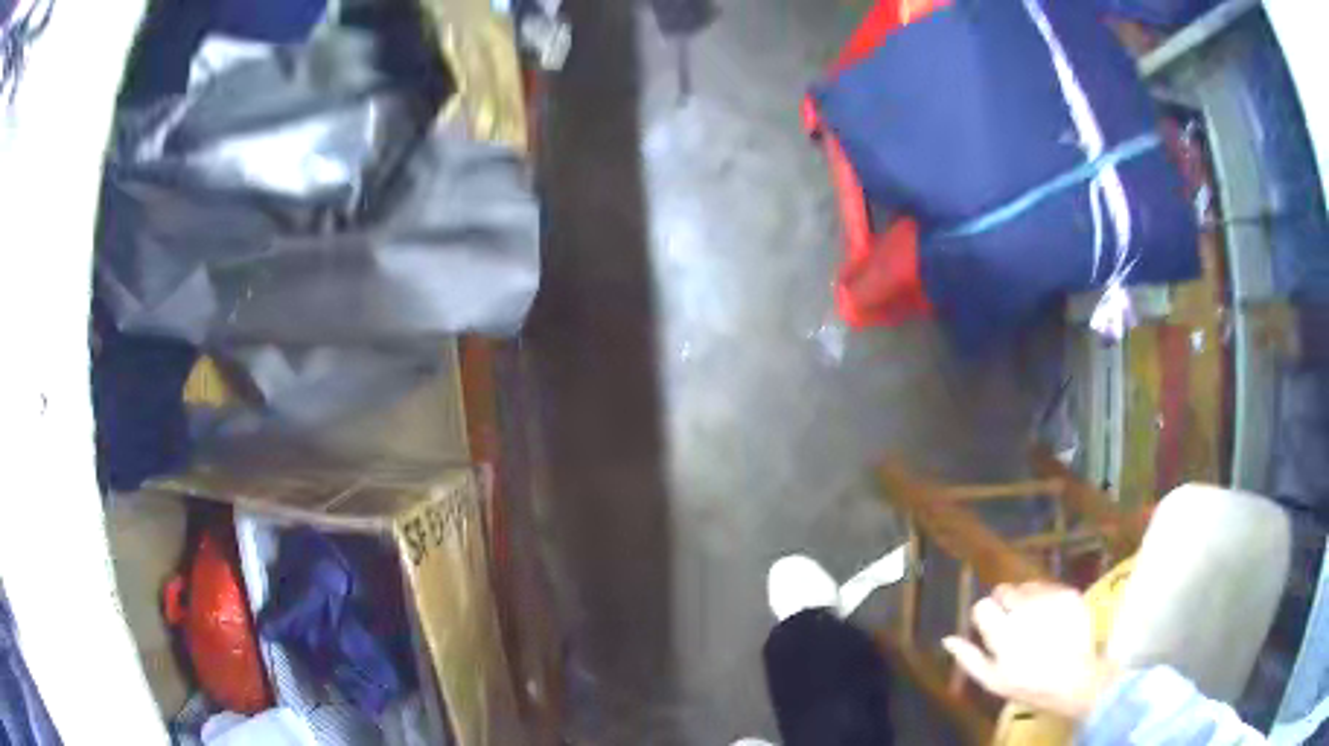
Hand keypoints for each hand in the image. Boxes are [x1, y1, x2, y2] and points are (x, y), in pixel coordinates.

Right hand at [942, 582, 1118, 720]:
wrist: (1075, 678)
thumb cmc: (1029, 685)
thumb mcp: (993, 681)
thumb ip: (969, 658)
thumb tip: (948, 638)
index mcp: (1002, 633)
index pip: (983, 606)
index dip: (986, 616)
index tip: (994, 628)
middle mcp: (1024, 610)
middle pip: (1004, 590)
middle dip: (1006, 605)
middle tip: (1016, 626)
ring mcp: (1049, 599)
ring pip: (1027, 586)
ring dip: (1027, 600)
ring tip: (1036, 622)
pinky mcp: (1068, 593)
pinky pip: (1049, 587)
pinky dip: (1048, 599)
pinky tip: (1053, 619)